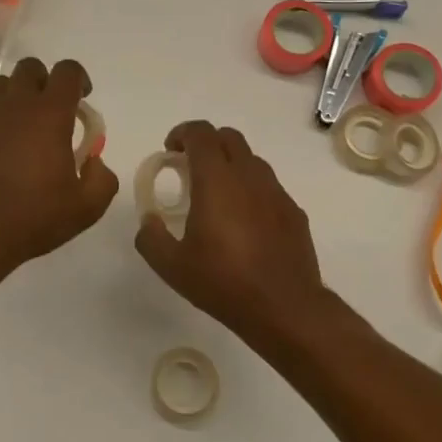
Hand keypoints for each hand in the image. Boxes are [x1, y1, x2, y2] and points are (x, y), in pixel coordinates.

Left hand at [0, 57, 118, 282]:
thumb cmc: (33, 218)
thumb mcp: (86, 208)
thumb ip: (103, 179)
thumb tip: (94, 161)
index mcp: (49, 115)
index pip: (66, 71)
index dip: (79, 79)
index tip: (83, 100)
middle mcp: (15, 106)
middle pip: (30, 68)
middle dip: (46, 81)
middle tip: (55, 112)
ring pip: (3, 84)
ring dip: (19, 95)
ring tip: (27, 125)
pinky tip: (4, 148)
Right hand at [134, 120, 331, 343]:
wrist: (285, 308)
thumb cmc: (224, 282)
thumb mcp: (172, 266)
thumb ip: (151, 237)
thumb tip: (148, 221)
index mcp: (217, 180)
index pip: (201, 133)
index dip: (182, 133)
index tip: (170, 151)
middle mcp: (249, 176)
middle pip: (229, 138)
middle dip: (206, 144)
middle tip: (190, 168)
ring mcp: (276, 192)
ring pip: (252, 160)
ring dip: (230, 165)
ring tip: (217, 196)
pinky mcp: (294, 211)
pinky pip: (269, 187)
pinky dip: (251, 190)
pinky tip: (244, 222)